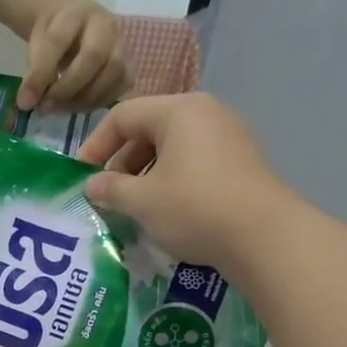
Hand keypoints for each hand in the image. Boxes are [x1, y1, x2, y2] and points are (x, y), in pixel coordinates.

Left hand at [18, 0, 131, 112]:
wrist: (78, 25)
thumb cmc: (55, 34)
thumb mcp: (37, 42)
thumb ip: (33, 69)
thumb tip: (27, 103)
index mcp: (75, 12)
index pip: (57, 41)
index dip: (40, 74)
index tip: (24, 101)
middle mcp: (105, 24)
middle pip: (93, 56)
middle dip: (67, 88)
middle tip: (46, 107)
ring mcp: (122, 44)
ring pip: (113, 74)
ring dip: (83, 99)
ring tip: (60, 108)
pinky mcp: (129, 65)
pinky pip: (121, 87)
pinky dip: (99, 102)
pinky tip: (78, 106)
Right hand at [78, 93, 286, 266]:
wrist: (264, 236)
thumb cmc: (194, 208)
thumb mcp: (142, 201)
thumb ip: (110, 189)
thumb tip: (91, 185)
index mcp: (178, 111)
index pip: (122, 116)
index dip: (95, 145)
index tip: (81, 177)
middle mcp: (205, 113)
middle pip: (149, 129)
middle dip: (121, 163)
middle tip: (107, 196)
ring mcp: (228, 136)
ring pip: (172, 148)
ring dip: (145, 175)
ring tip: (133, 207)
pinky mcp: (241, 162)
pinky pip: (194, 162)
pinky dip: (171, 180)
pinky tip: (166, 211)